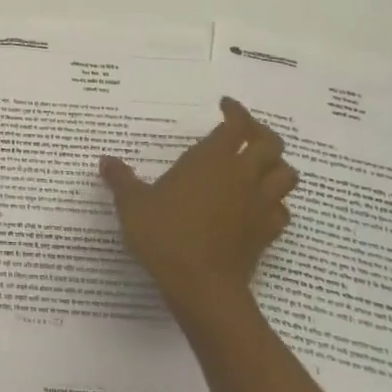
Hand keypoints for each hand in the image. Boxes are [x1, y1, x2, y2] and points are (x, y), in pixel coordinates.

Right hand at [100, 97, 298, 297]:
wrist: (202, 286)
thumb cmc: (165, 235)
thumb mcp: (132, 204)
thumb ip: (121, 179)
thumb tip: (106, 161)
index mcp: (212, 159)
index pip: (236, 125)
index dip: (235, 111)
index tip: (225, 105)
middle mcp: (242, 176)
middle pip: (271, 143)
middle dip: (260, 132)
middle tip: (243, 132)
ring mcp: (259, 205)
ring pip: (286, 175)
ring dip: (276, 165)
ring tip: (258, 166)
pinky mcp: (267, 233)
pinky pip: (282, 210)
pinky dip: (275, 203)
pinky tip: (258, 206)